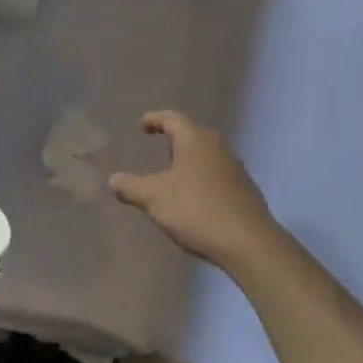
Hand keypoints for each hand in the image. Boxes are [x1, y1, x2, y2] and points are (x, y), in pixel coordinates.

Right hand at [110, 111, 284, 274]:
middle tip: (158, 147)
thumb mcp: (154, 198)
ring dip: (189, 160)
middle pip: (192, 134)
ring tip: (174, 174)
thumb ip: (131, 186)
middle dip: (174, 139)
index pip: (172, 119)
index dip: (155, 119)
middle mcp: (217, 147)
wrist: (249, 243)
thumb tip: (113, 179)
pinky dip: (202, 178)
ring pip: (207, 155)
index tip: (143, 125)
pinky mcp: (245, 190)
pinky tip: (195, 198)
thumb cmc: (196, 210)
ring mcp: (235, 168)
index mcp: (194, 139)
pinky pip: (217, 174)